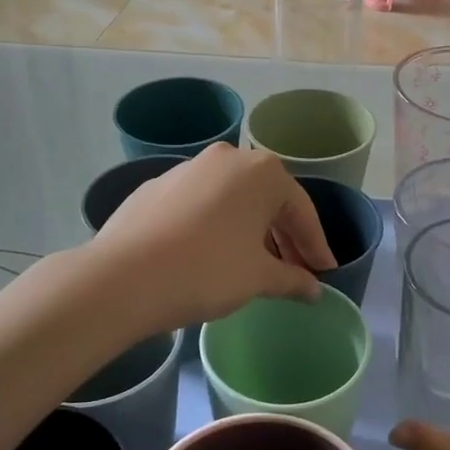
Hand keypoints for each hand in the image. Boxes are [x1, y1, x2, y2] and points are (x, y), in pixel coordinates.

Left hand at [90, 144, 335, 332]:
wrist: (124, 277)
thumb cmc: (208, 270)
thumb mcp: (259, 278)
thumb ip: (292, 280)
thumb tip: (313, 290)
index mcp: (262, 172)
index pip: (301, 211)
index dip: (316, 246)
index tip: (325, 272)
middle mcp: (227, 158)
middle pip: (267, 201)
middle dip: (284, 237)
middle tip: (296, 271)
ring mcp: (187, 169)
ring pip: (232, 200)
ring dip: (250, 231)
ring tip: (255, 266)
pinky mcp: (156, 187)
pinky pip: (200, 205)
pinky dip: (215, 227)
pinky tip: (211, 255)